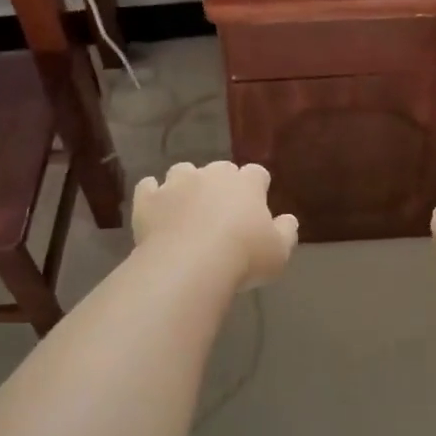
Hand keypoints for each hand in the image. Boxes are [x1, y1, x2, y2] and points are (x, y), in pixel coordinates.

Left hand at [133, 161, 298, 289]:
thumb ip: (286, 232)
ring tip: (187, 209)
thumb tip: (288, 219)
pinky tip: (156, 209)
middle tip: (222, 211)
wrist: (189, 265)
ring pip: (183, 172)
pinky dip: (153, 194)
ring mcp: (176, 184)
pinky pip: (148, 187)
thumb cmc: (243, 257)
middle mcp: (211, 175)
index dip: (257, 186)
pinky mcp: (148, 199)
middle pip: (219, 169)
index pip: (256, 173)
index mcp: (245, 184)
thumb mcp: (279, 252)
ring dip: (186, 185)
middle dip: (221, 184)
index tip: (256, 203)